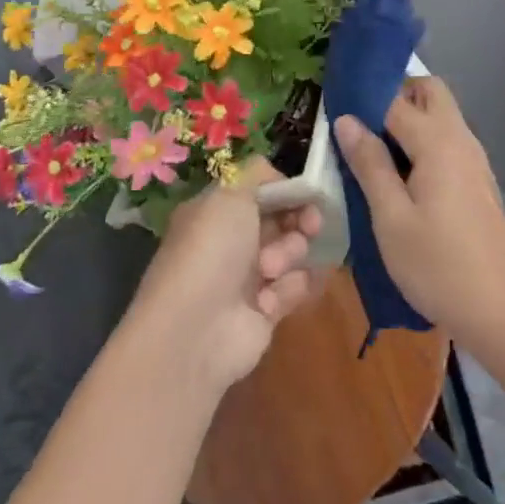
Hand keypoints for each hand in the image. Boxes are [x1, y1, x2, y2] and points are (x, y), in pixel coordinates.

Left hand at [128, 160, 320, 394]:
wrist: (195, 331)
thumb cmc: (211, 250)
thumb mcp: (230, 193)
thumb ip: (257, 173)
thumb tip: (277, 176)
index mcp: (217, 211)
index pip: (262, 191)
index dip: (287, 190)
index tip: (308, 193)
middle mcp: (232, 241)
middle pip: (283, 220)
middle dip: (299, 220)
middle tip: (309, 225)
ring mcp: (249, 277)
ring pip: (293, 251)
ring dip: (289, 255)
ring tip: (270, 270)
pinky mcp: (266, 310)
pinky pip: (296, 287)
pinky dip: (289, 289)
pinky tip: (271, 300)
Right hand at [334, 77, 504, 351]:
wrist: (502, 311)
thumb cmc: (438, 266)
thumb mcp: (391, 218)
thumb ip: (370, 164)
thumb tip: (346, 119)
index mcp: (438, 141)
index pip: (395, 99)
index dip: (363, 99)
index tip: (333, 109)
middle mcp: (460, 138)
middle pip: (429, 91)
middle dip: (394, 96)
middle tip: (360, 127)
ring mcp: (474, 159)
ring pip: (440, 115)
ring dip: (409, 119)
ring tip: (371, 152)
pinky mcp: (477, 180)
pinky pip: (447, 141)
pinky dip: (423, 142)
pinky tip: (399, 176)